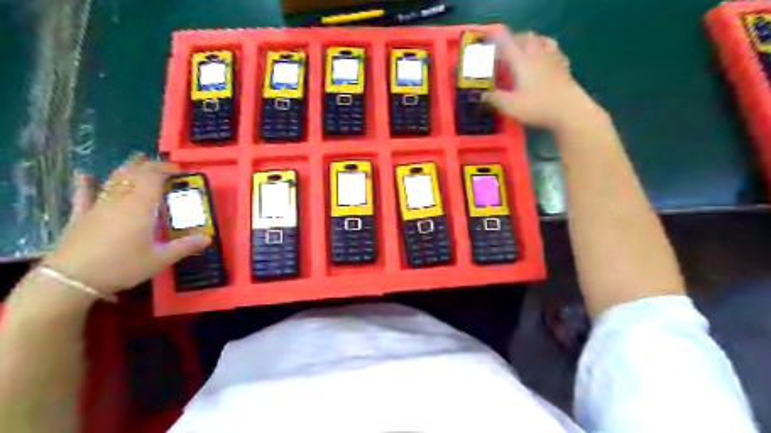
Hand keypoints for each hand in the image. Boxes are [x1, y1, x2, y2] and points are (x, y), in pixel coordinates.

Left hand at [42, 157, 209, 294]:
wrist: (71, 280)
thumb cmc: (121, 266)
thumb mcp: (159, 259)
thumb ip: (184, 247)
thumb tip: (208, 238)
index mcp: (140, 207)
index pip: (153, 177)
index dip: (167, 169)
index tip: (180, 171)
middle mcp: (120, 200)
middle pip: (134, 174)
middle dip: (150, 166)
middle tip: (164, 166)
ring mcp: (98, 206)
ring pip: (113, 180)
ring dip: (127, 168)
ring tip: (137, 158)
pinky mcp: (80, 216)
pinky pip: (83, 195)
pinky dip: (85, 184)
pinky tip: (84, 174)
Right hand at [479, 27, 607, 131]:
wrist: (569, 111)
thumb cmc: (537, 107)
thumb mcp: (510, 106)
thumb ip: (495, 99)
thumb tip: (482, 95)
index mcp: (522, 62)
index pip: (506, 44)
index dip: (496, 41)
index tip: (489, 42)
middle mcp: (537, 55)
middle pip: (526, 38)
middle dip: (514, 39)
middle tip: (506, 48)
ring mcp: (553, 59)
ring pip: (542, 40)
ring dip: (532, 42)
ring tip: (526, 49)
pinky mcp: (564, 67)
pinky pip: (555, 51)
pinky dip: (547, 50)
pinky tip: (546, 58)